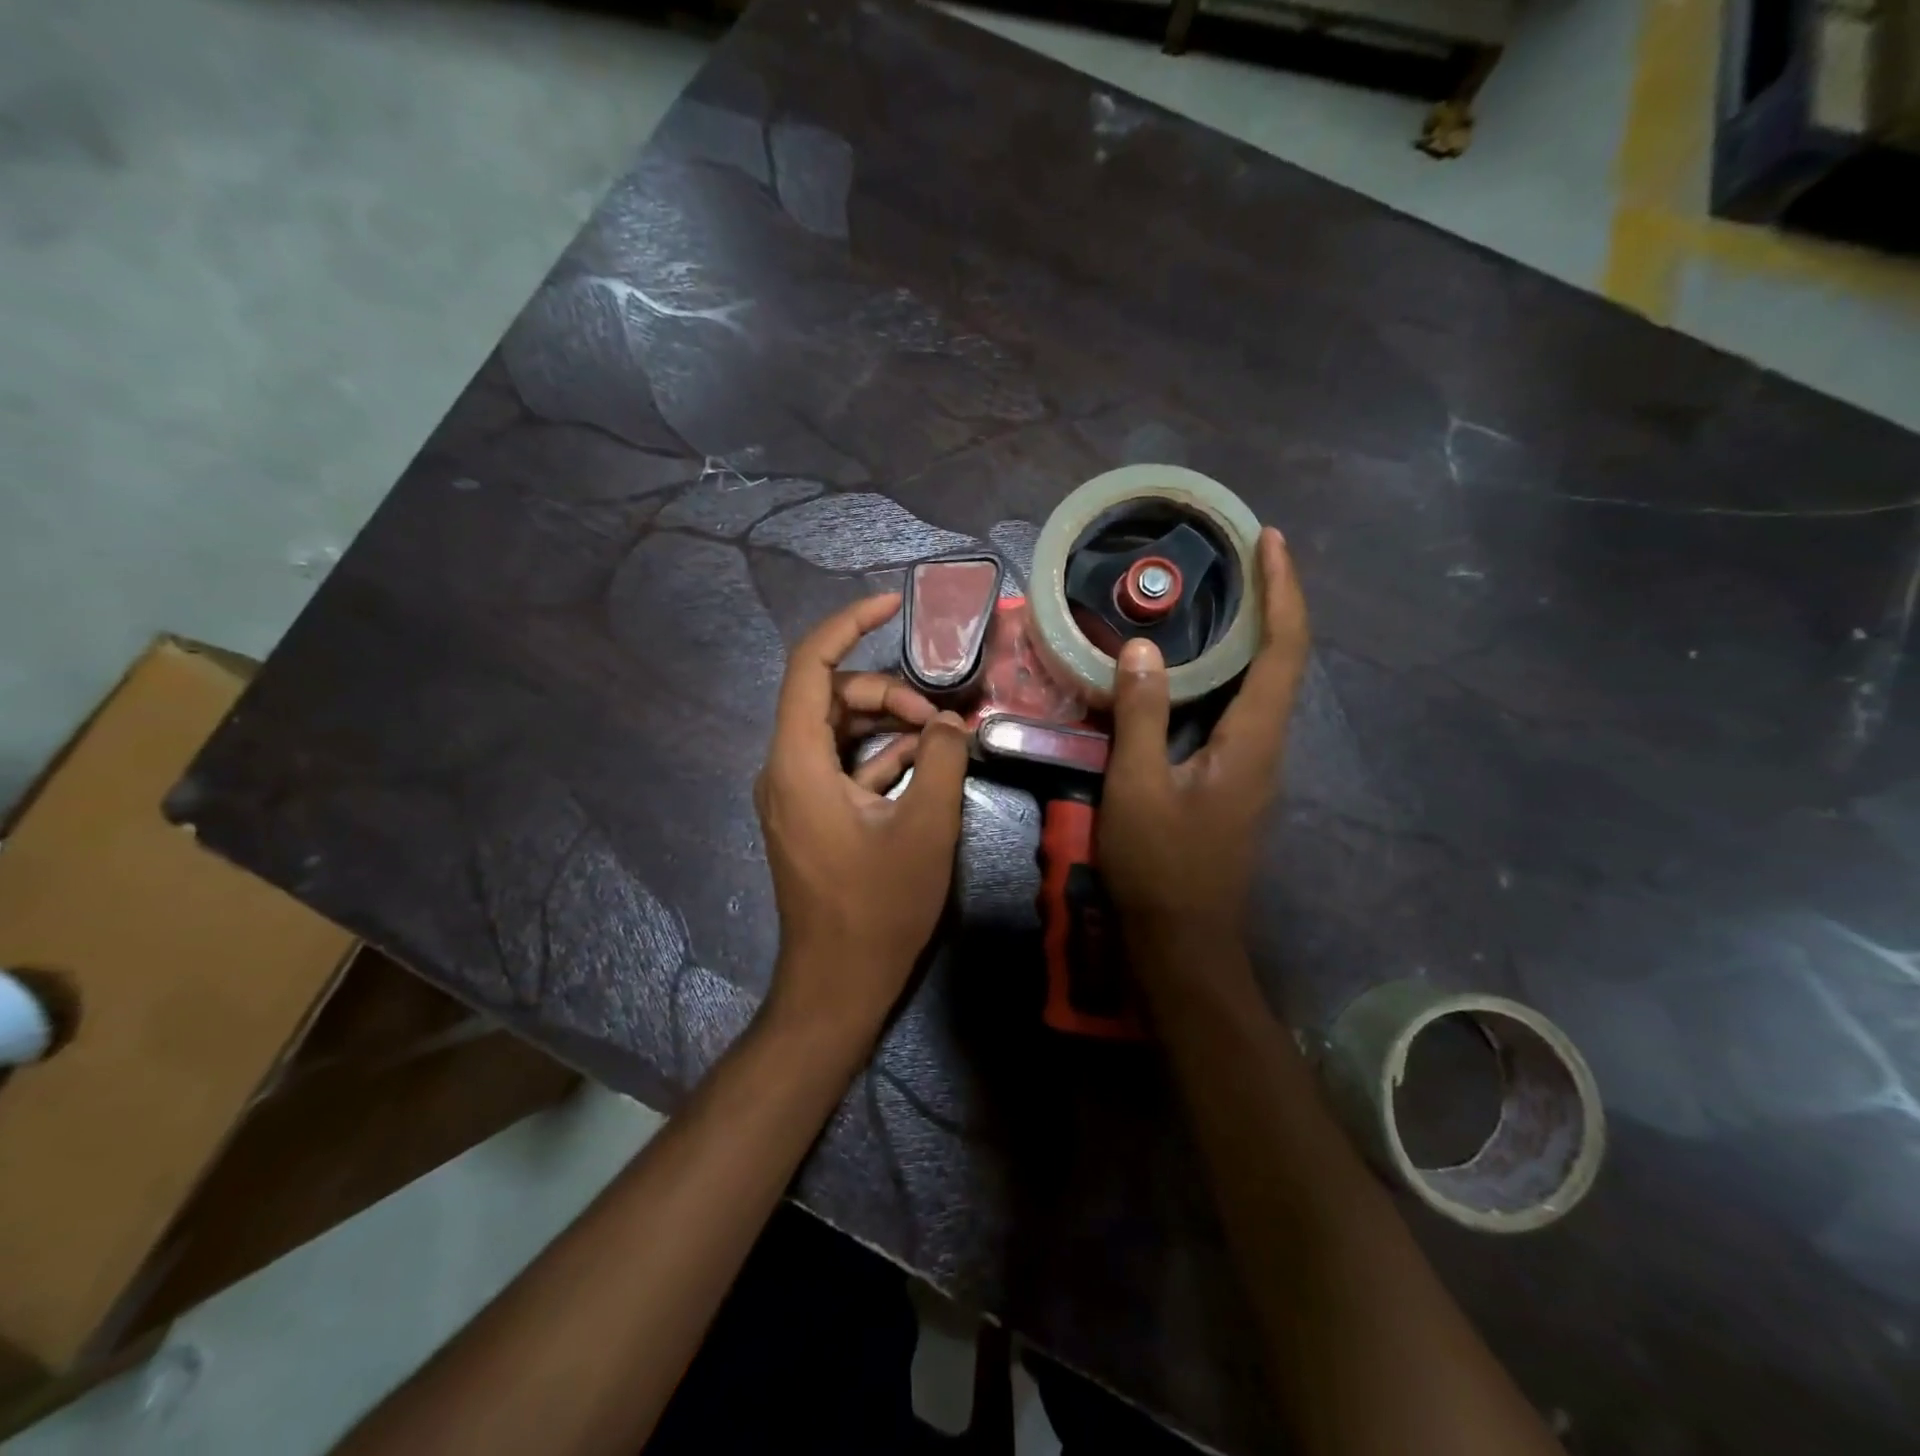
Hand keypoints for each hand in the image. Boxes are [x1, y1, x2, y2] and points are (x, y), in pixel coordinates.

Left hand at [755, 593, 970, 1039]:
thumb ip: (943, 760)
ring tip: (943, 739)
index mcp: (798, 761)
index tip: (893, 605)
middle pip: (831, 696)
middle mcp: (785, 768)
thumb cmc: (877, 909)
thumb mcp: (926, 828)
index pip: (810, 665)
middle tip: (943, 719)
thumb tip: (951, 722)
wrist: (837, 985)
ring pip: (839, 730)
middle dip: (888, 693)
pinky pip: (843, 765)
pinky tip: (926, 764)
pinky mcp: (811, 814)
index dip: (849, 623)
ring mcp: (796, 793)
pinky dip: (881, 756)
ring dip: (890, 725)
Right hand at [1099, 528, 1309, 958]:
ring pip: (1265, 687)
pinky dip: (1231, 674)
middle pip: (1284, 661)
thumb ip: (1141, 716)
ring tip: (1222, 598)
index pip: (1283, 651)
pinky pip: (1242, 711)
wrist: (1183, 941)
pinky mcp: (1236, 782)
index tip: (1269, 540)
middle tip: (1241, 559)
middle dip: (1273, 603)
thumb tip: (1143, 650)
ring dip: (1254, 636)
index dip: (1282, 591)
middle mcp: (1267, 748)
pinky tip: (1196, 670)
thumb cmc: (1160, 867)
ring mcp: (1255, 768)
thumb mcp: (1138, 788)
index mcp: (1253, 742)